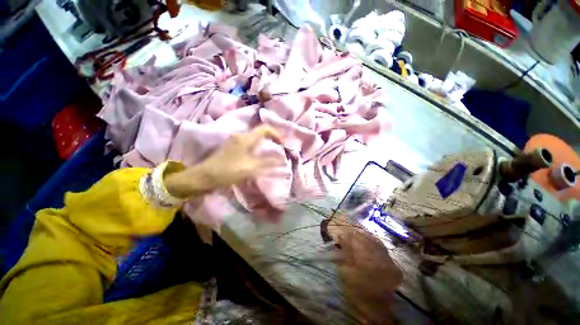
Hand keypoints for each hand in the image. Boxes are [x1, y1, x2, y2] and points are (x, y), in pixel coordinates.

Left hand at [164, 125, 283, 198]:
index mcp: (246, 138)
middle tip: (280, 148)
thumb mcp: (251, 168)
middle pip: (260, 132)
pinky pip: (249, 143)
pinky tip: (259, 156)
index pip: (265, 128)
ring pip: (254, 138)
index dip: (276, 134)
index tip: (283, 144)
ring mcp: (235, 140)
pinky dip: (257, 147)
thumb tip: (282, 160)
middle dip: (272, 139)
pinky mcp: (232, 147)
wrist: (204, 176)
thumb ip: (268, 163)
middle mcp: (241, 135)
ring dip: (265, 144)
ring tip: (272, 153)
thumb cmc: (228, 171)